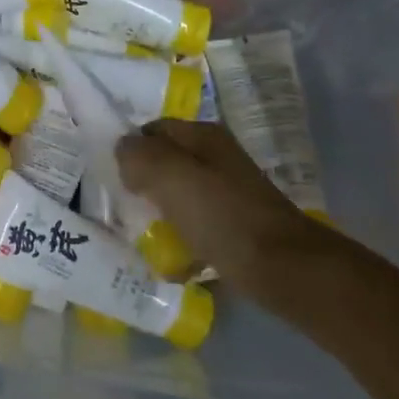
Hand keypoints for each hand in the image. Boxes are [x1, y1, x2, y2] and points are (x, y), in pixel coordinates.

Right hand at [116, 119, 331, 308]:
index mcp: (203, 136)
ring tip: (143, 236)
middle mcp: (217, 157)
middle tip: (125, 207)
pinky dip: (183, 240)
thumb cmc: (221, 215)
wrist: (284, 269)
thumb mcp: (170, 176)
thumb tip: (123, 150)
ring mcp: (229, 192)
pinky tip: (173, 261)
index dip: (131, 149)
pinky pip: (197, 225)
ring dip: (160, 213)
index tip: (114, 178)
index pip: (152, 129)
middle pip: (165, 163)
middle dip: (143, 183)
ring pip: (179, 195)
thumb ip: (138, 155)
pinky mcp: (236, 225)